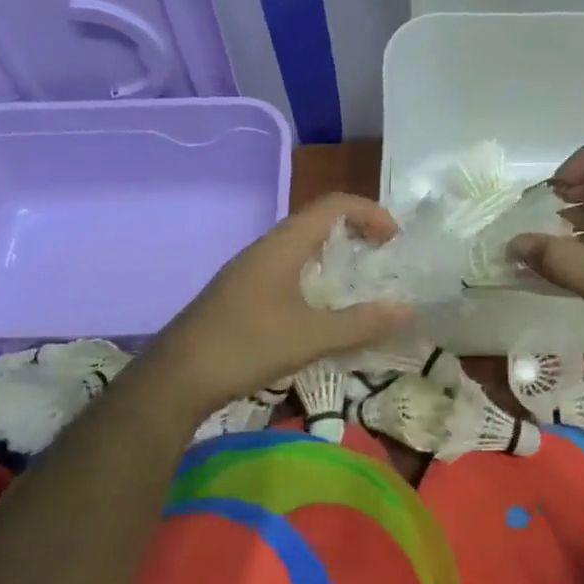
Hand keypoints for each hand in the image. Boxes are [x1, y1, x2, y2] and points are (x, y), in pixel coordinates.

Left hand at [144, 195, 413, 416]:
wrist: (175, 379)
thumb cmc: (245, 347)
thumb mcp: (311, 337)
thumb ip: (361, 323)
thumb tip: (408, 310)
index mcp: (282, 245)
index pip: (333, 205)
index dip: (369, 212)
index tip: (395, 239)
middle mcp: (265, 248)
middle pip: (317, 222)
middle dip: (356, 233)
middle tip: (384, 259)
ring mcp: (249, 271)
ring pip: (300, 248)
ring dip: (334, 257)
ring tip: (360, 285)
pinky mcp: (240, 293)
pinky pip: (287, 270)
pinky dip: (314, 278)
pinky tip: (321, 312)